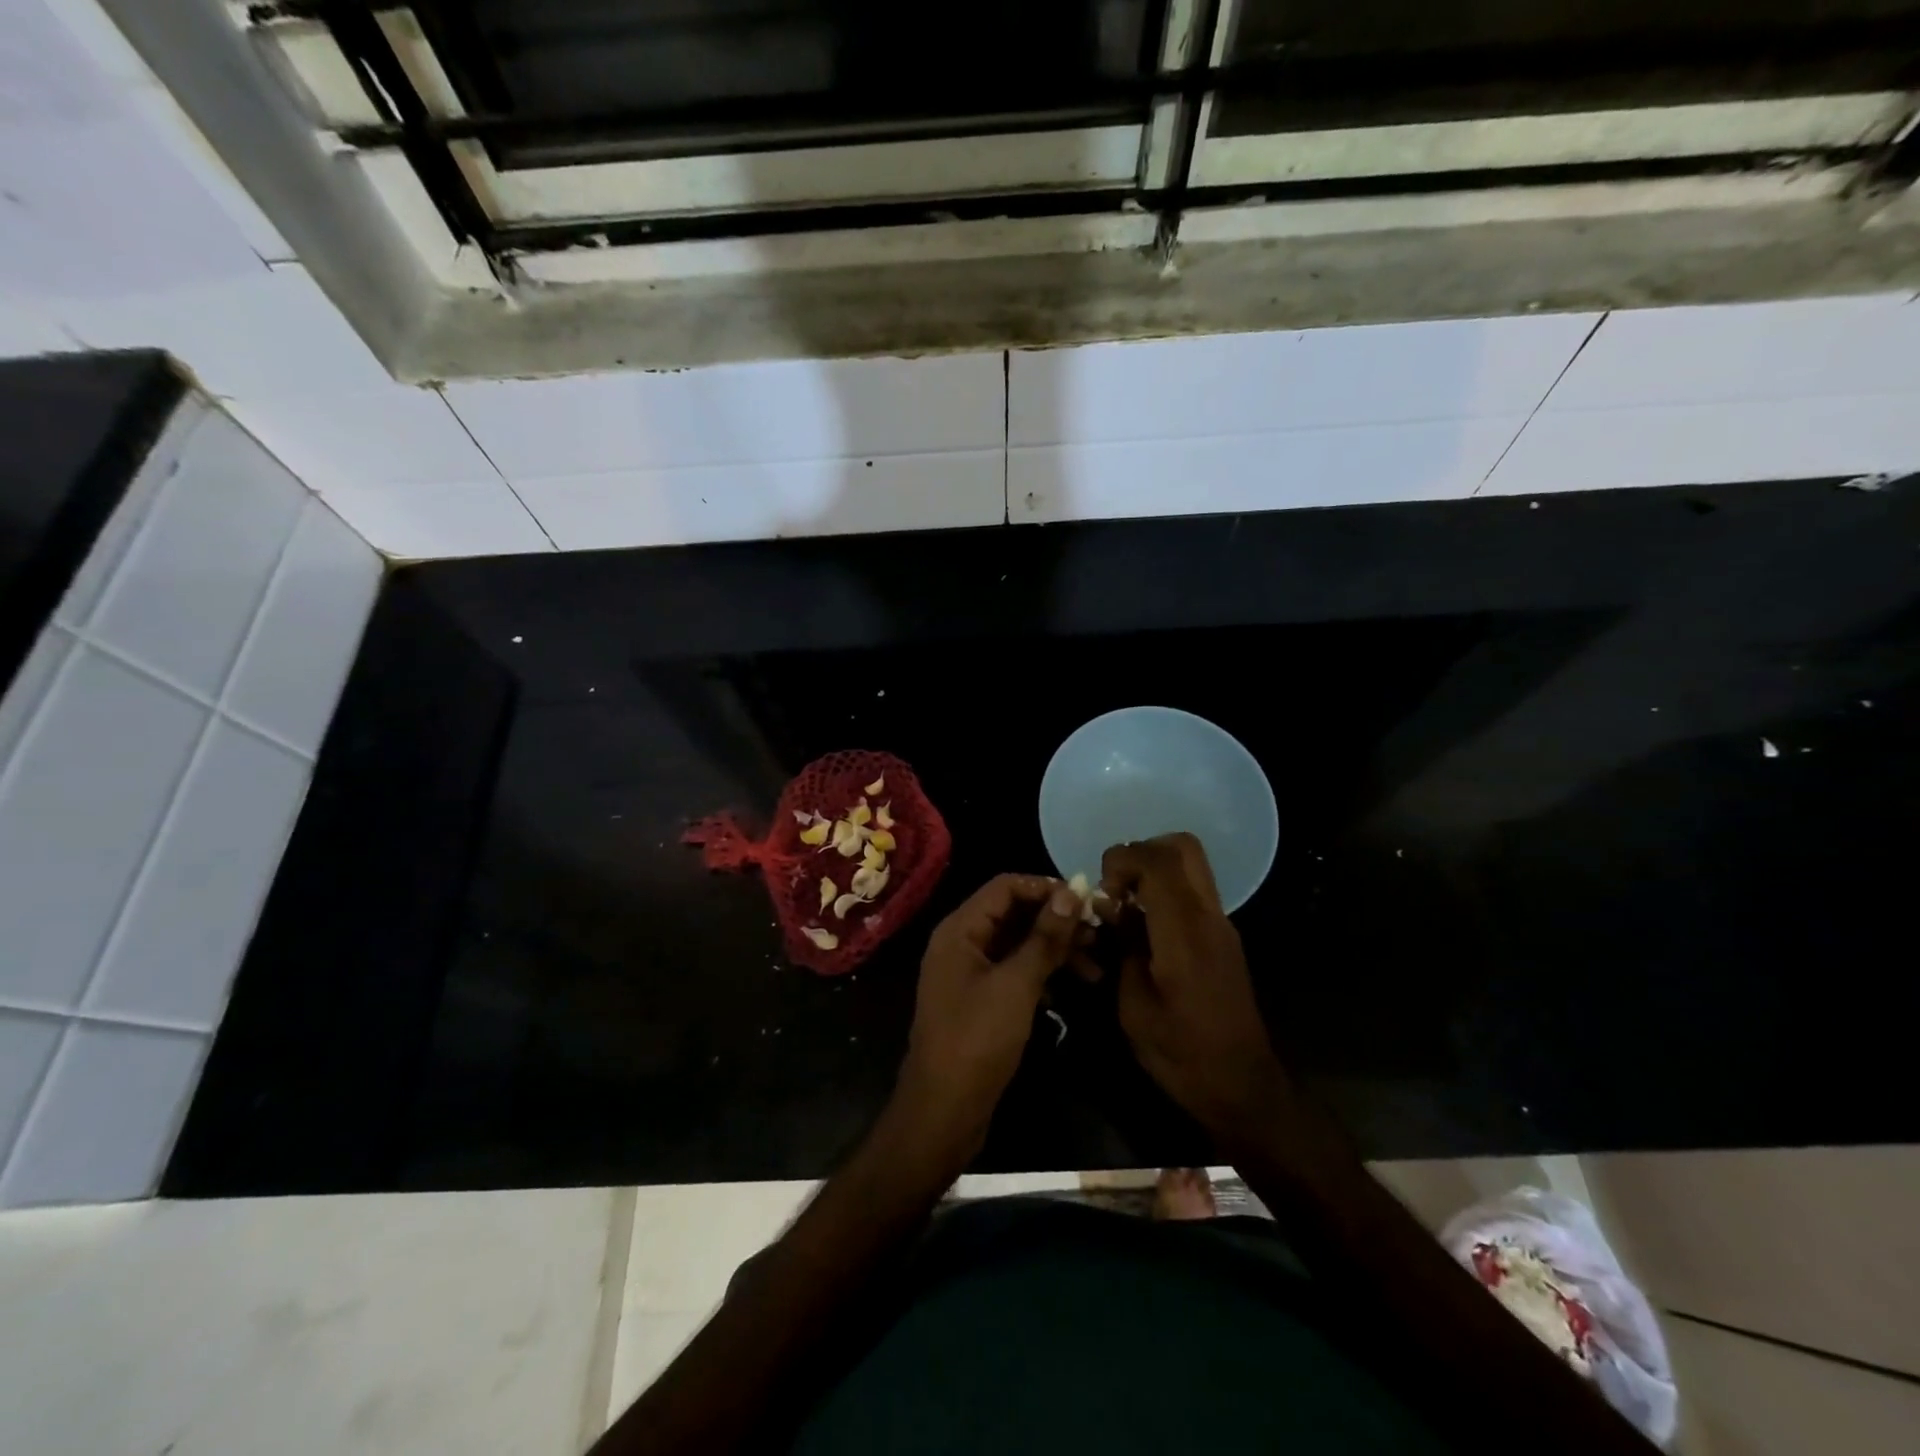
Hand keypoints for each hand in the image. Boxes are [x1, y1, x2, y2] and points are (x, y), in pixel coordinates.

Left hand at [894, 874, 1082, 1152]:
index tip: (1087, 901)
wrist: (944, 1111)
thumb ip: (1044, 938)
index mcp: (960, 929)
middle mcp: (962, 943)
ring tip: (1097, 965)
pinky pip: (1016, 971)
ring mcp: (971, 972)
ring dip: (1055, 950)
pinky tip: (1074, 986)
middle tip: (1100, 934)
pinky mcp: (982, 999)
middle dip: (1056, 921)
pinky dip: (1043, 974)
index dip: (1046, 888)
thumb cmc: (977, 1040)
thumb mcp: (1016, 985)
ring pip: (1018, 944)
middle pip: (1014, 914)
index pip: (1006, 886)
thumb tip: (1072, 892)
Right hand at [1102, 834, 1289, 1143]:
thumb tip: (1110, 908)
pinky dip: (1165, 891)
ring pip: (1191, 866)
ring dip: (1153, 871)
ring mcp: (1221, 925)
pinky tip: (1143, 928)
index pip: (1158, 861)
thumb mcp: (1134, 1006)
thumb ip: (1122, 946)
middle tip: (1116, 887)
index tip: (1101, 891)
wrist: (1242, 1087)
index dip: (1121, 859)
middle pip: (1183, 847)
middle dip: (1142, 852)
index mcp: (1185, 931)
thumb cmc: (1181, 1054)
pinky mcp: (1224, 937)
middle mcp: (1209, 916)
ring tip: (1125, 908)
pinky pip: (1193, 891)